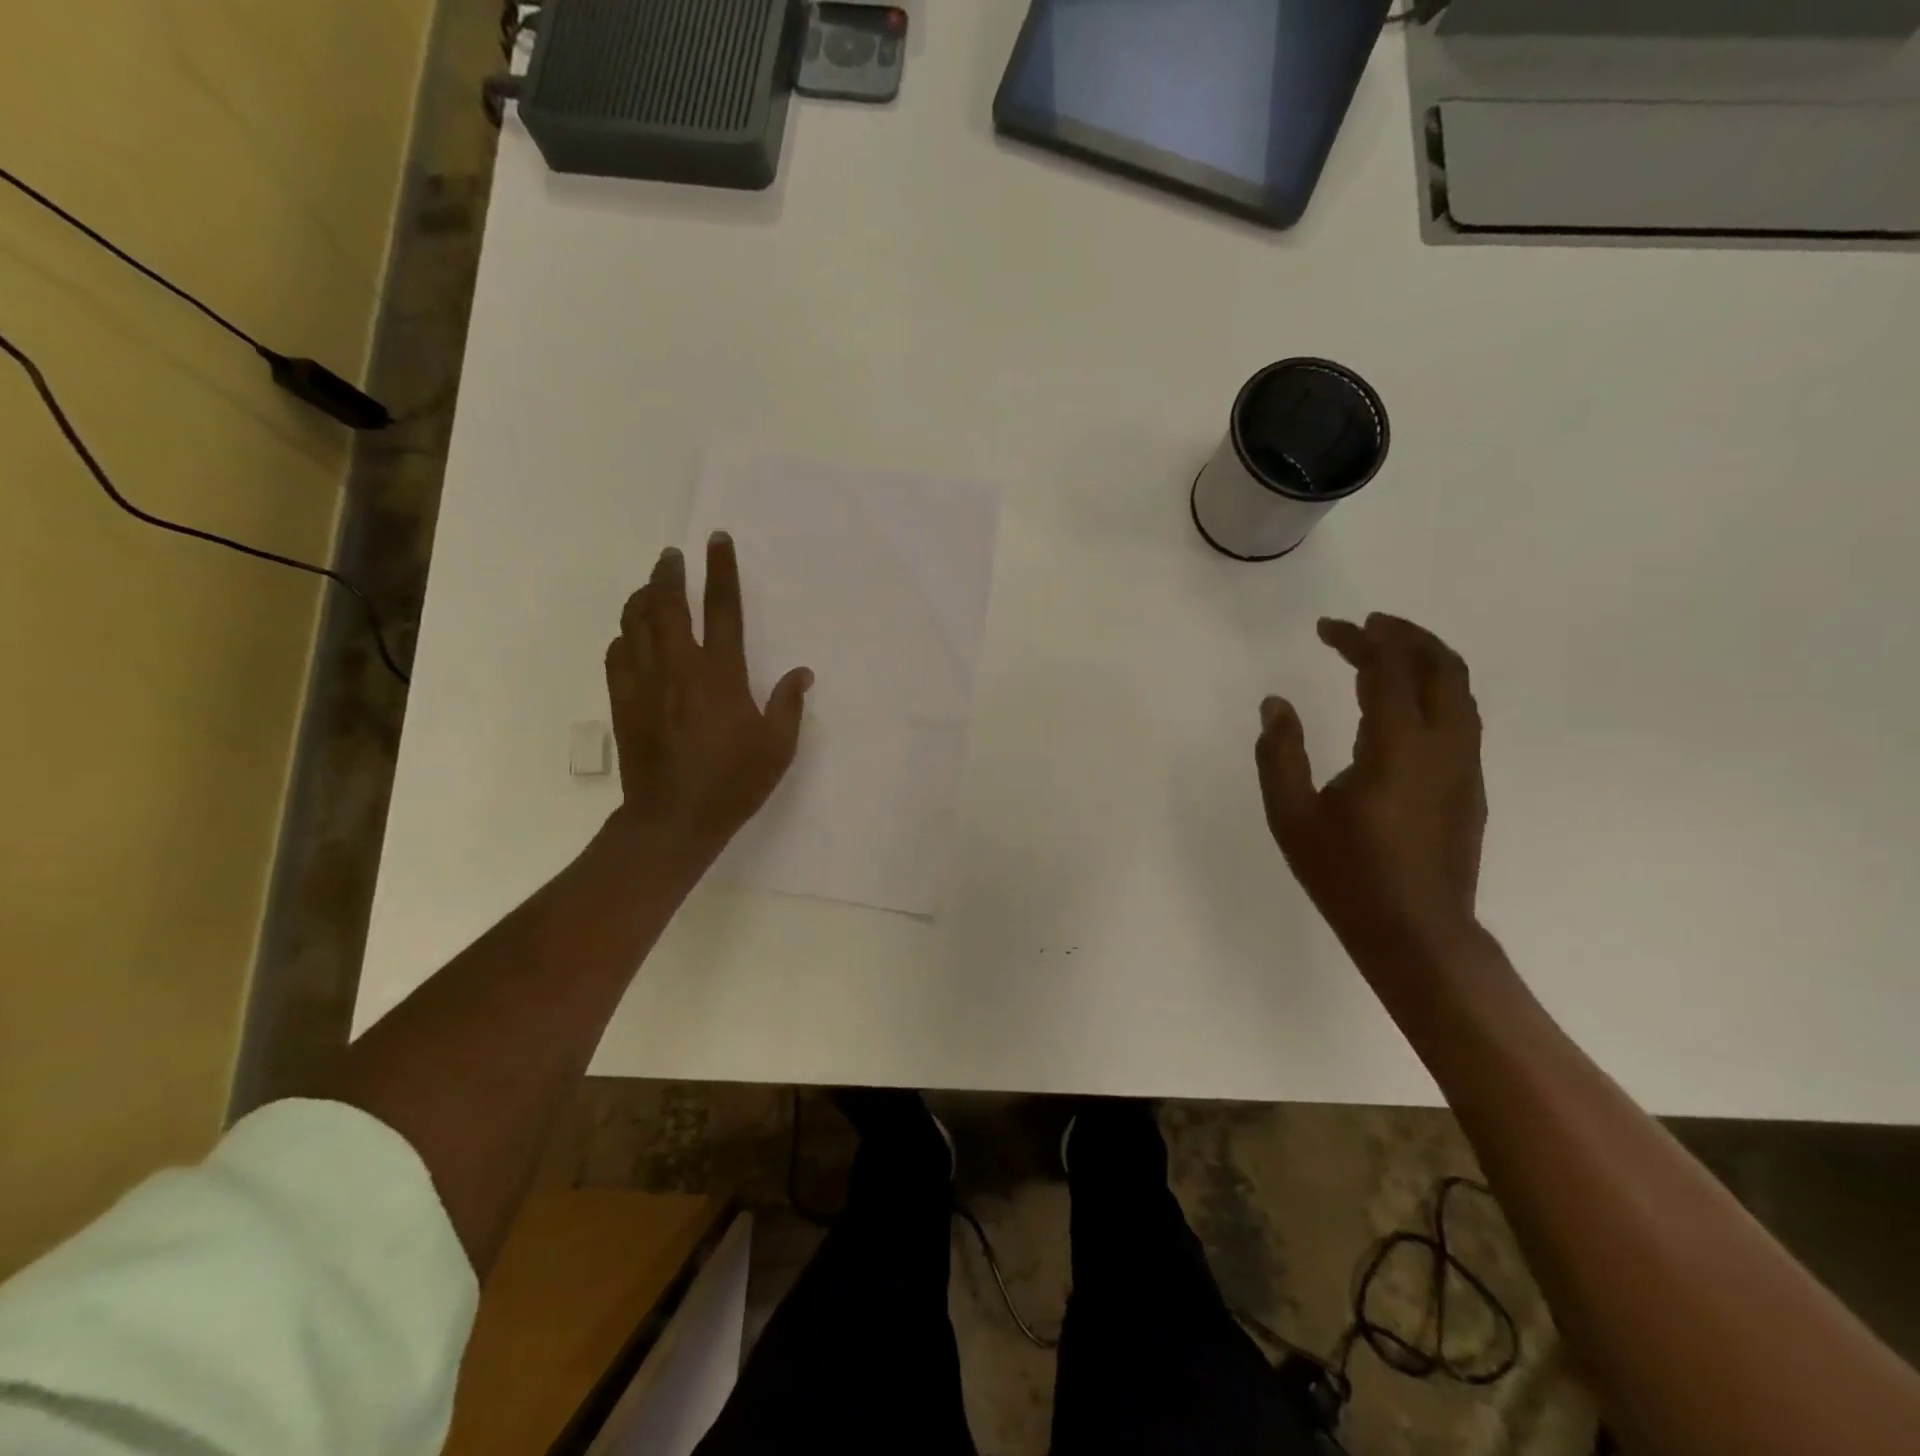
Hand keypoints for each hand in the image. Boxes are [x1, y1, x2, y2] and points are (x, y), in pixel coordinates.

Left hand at [604, 535, 812, 864]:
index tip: (716, 540)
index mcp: (720, 674)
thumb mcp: (777, 748)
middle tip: (672, 555)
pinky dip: (624, 634)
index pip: (722, 609)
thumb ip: (788, 705)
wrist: (673, 818)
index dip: (721, 570)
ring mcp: (645, 683)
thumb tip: (802, 673)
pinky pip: (617, 653)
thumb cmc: (733, 782)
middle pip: (668, 605)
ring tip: (652, 584)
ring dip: (644, 596)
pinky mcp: (623, 701)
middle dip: (670, 573)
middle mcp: (679, 667)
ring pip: (636, 623)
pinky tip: (631, 632)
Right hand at [1256, 613, 1485, 966]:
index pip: (1387, 669)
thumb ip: (1279, 754)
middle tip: (1366, 625)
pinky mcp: (1470, 787)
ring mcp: (1465, 766)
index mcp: (1397, 747)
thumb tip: (1275, 704)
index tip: (1327, 627)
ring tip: (1387, 652)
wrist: (1417, 934)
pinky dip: (1435, 690)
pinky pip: (1461, 717)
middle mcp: (1443, 745)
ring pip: (1460, 690)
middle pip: (1442, 666)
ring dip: (1427, 659)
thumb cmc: (1346, 876)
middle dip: (1405, 635)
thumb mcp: (1291, 817)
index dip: (1358, 639)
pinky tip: (1403, 706)